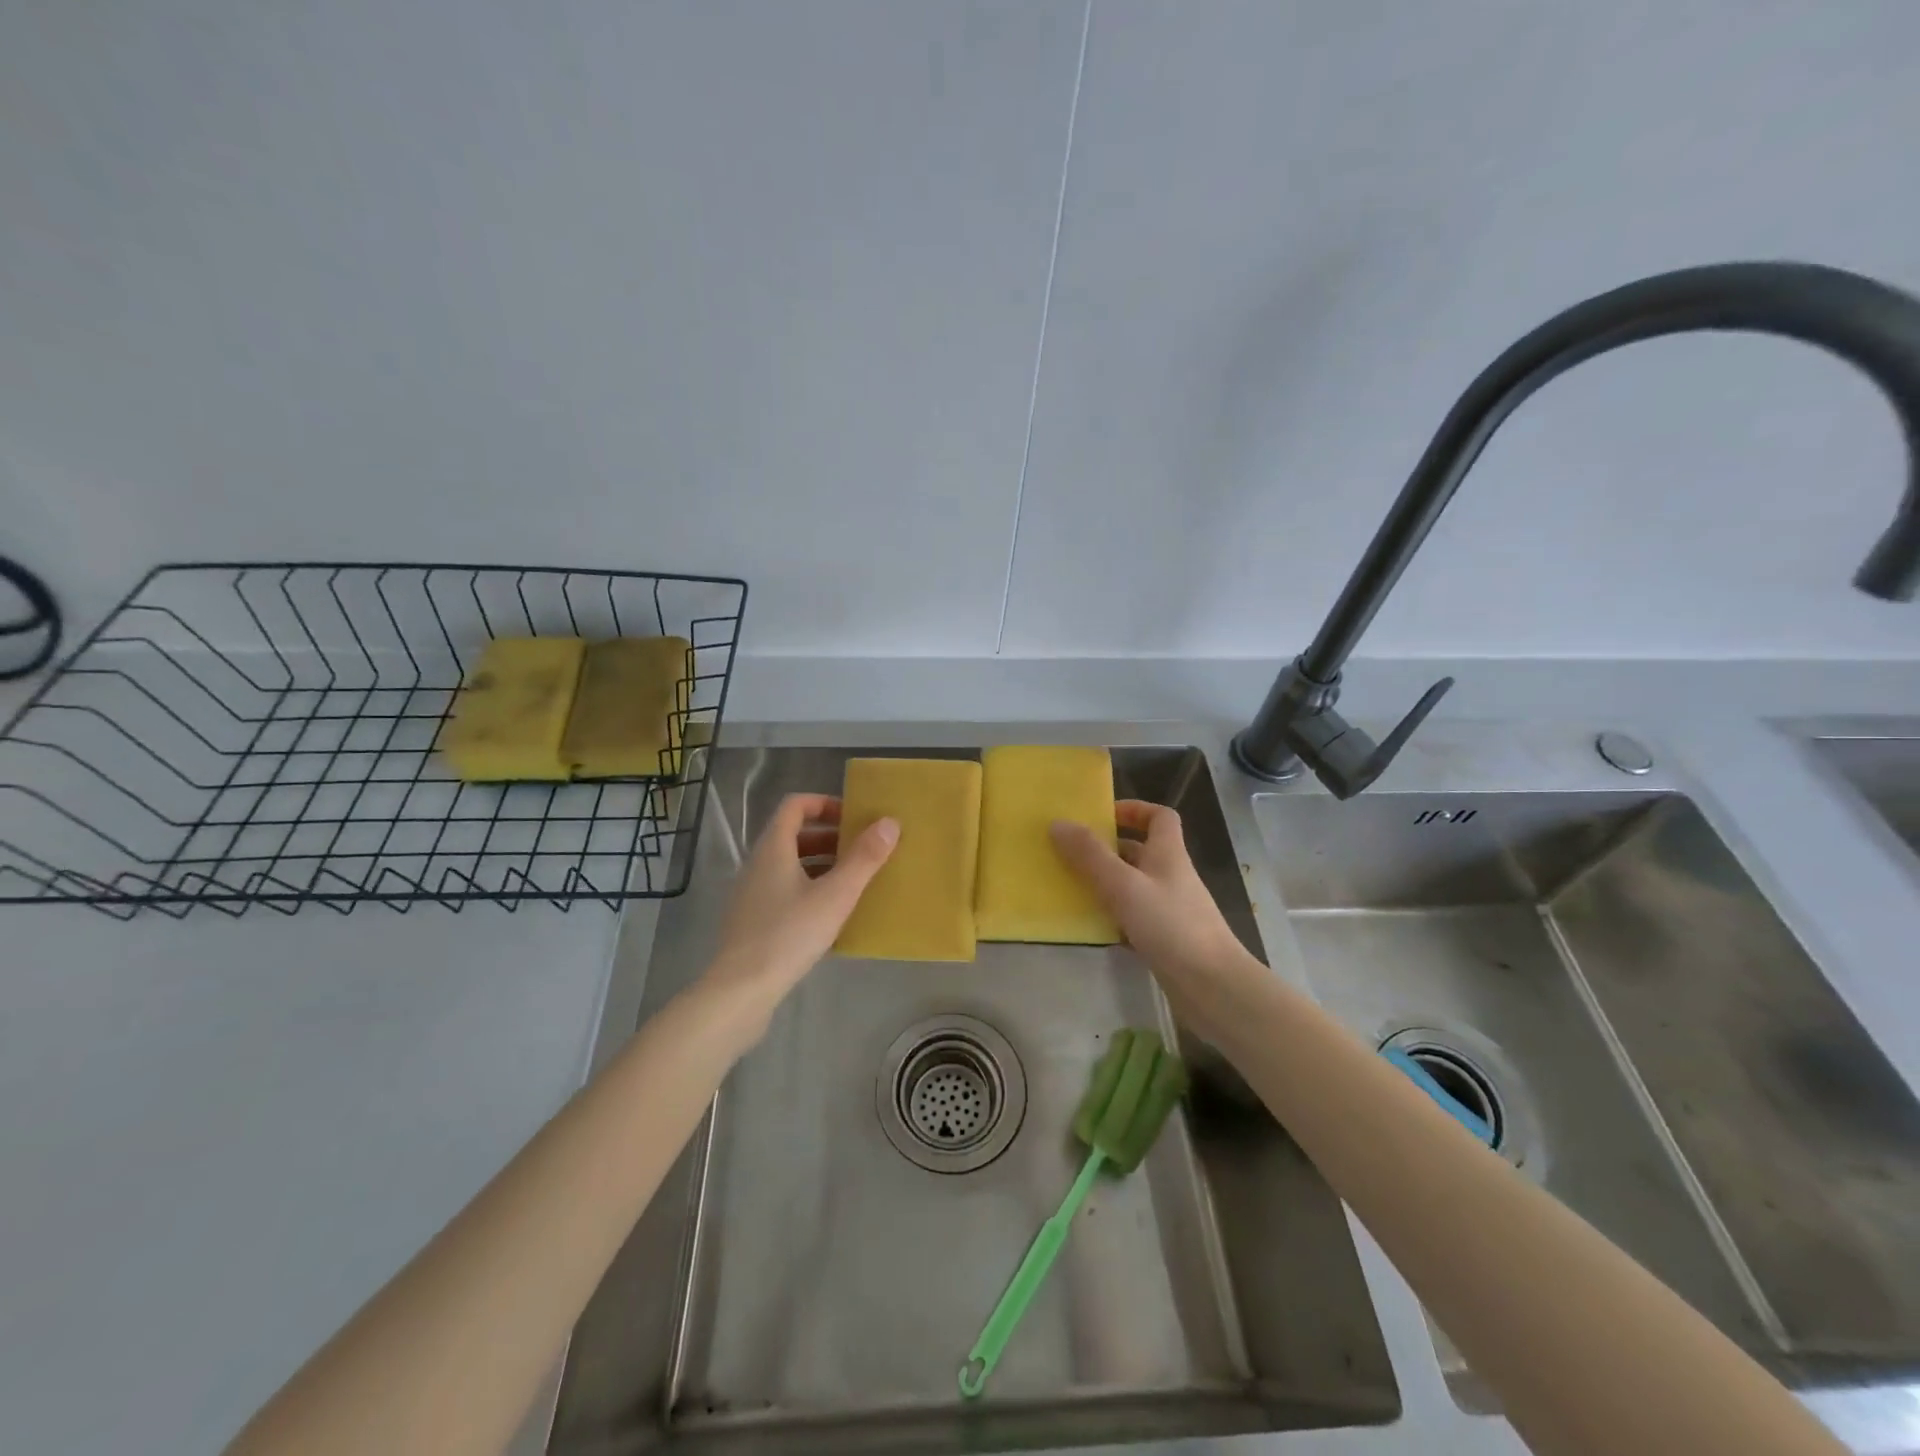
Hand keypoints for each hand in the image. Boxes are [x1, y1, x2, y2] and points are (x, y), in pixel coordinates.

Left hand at [702, 793, 897, 1031]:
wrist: (740, 991)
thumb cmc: (789, 934)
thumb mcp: (835, 895)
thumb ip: (864, 858)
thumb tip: (890, 822)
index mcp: (773, 848)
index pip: (795, 806)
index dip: (824, 803)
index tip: (853, 817)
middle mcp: (758, 863)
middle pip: (794, 835)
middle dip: (829, 837)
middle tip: (861, 849)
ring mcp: (752, 893)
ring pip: (790, 865)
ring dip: (821, 864)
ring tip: (853, 880)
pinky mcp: (753, 920)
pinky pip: (784, 890)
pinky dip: (809, 888)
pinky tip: (831, 914)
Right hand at [1051, 800, 1262, 1045]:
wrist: (1213, 987)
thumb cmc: (1171, 925)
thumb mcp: (1124, 885)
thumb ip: (1090, 855)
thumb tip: (1058, 823)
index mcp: (1168, 853)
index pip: (1159, 816)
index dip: (1134, 810)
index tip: (1101, 816)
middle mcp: (1171, 876)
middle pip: (1140, 851)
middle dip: (1107, 849)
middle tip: (1070, 853)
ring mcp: (1170, 909)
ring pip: (1133, 886)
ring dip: (1105, 884)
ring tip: (1070, 887)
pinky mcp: (1165, 939)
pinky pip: (1133, 918)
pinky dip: (1112, 918)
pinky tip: (1089, 927)